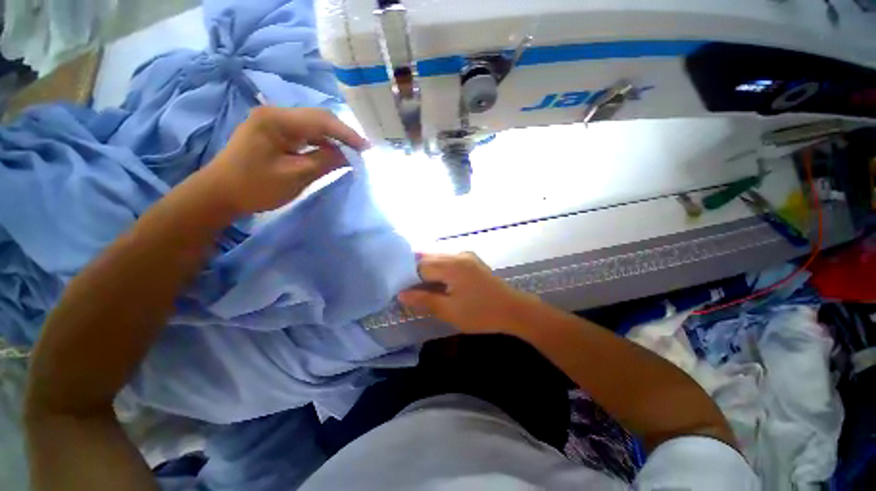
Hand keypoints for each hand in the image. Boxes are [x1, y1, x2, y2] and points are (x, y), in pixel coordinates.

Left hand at [199, 107, 369, 214]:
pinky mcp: (273, 133)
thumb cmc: (255, 186)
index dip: (347, 134)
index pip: (321, 121)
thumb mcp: (294, 176)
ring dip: (332, 139)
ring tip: (350, 153)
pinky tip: (330, 154)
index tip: (367, 148)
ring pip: (312, 126)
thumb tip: (346, 155)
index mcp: (276, 120)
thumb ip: (323, 162)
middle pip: (318, 119)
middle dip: (342, 134)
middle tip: (361, 151)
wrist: (220, 193)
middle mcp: (275, 114)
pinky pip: (304, 134)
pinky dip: (320, 144)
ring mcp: (273, 122)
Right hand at [398, 252, 539, 333]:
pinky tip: (439, 280)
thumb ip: (424, 300)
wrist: (513, 309)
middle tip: (411, 290)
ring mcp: (466, 256)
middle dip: (417, 273)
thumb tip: (400, 294)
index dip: (409, 279)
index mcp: (451, 266)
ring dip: (428, 270)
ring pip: (438, 258)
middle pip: (428, 259)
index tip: (404, 292)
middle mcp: (457, 255)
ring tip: (423, 286)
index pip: (420, 267)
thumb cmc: (481, 313)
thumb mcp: (450, 311)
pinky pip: (449, 259)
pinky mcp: (472, 260)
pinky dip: (440, 267)